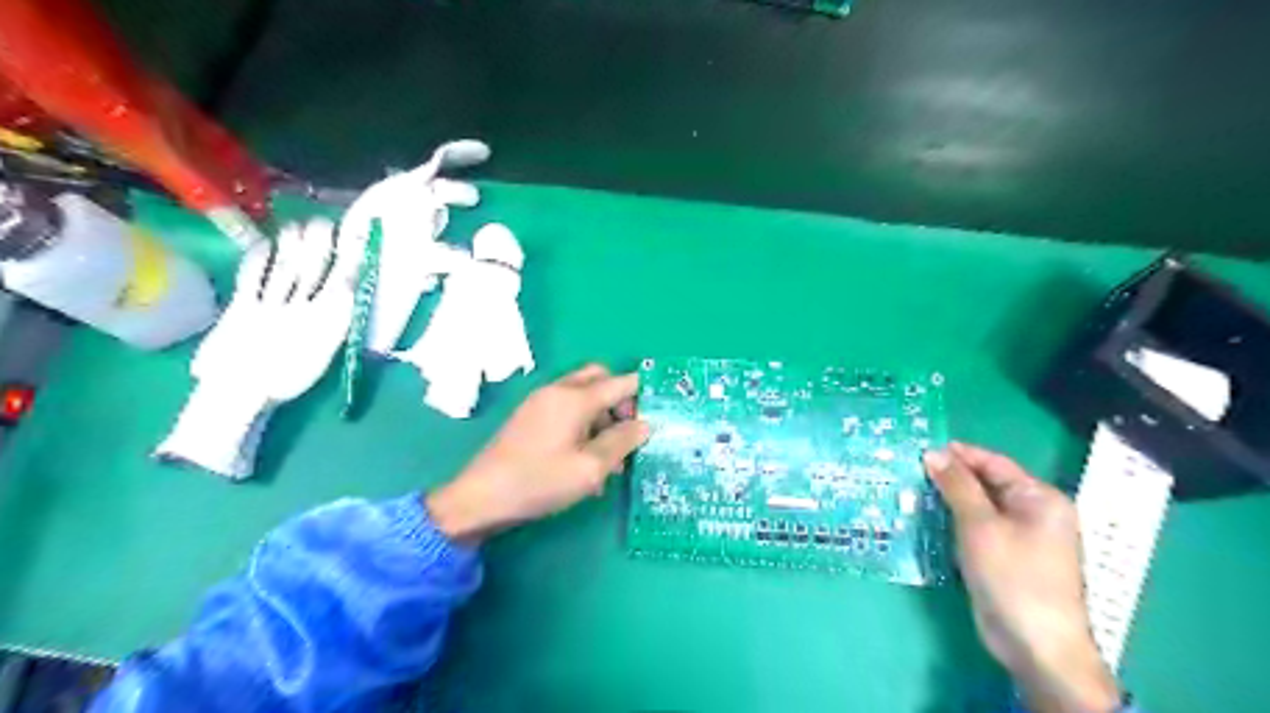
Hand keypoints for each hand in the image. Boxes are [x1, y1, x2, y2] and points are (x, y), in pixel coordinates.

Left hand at [430, 365, 647, 541]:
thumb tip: (646, 424)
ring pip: (584, 395)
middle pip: (600, 379)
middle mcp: (558, 391)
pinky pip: (567, 408)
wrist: (481, 497)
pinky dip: (584, 422)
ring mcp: (541, 402)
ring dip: (603, 415)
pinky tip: (586, 458)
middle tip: (629, 432)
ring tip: (611, 456)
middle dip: (621, 400)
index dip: (644, 395)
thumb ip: (622, 442)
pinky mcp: (530, 416)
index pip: (621, 383)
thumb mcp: (590, 468)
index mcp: (575, 398)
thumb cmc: (540, 481)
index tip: (660, 414)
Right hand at [926, 442, 1117, 709]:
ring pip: (981, 507)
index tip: (922, 449)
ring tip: (914, 490)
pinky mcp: (1008, 558)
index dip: (960, 454)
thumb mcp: (979, 525)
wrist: (1035, 644)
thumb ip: (956, 485)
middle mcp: (1036, 513)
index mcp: (1040, 498)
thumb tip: (933, 453)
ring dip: (951, 499)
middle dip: (952, 477)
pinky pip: (979, 528)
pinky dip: (956, 521)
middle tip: (912, 470)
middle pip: (989, 484)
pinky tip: (930, 519)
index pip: (995, 463)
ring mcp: (1023, 537)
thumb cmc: (1012, 576)